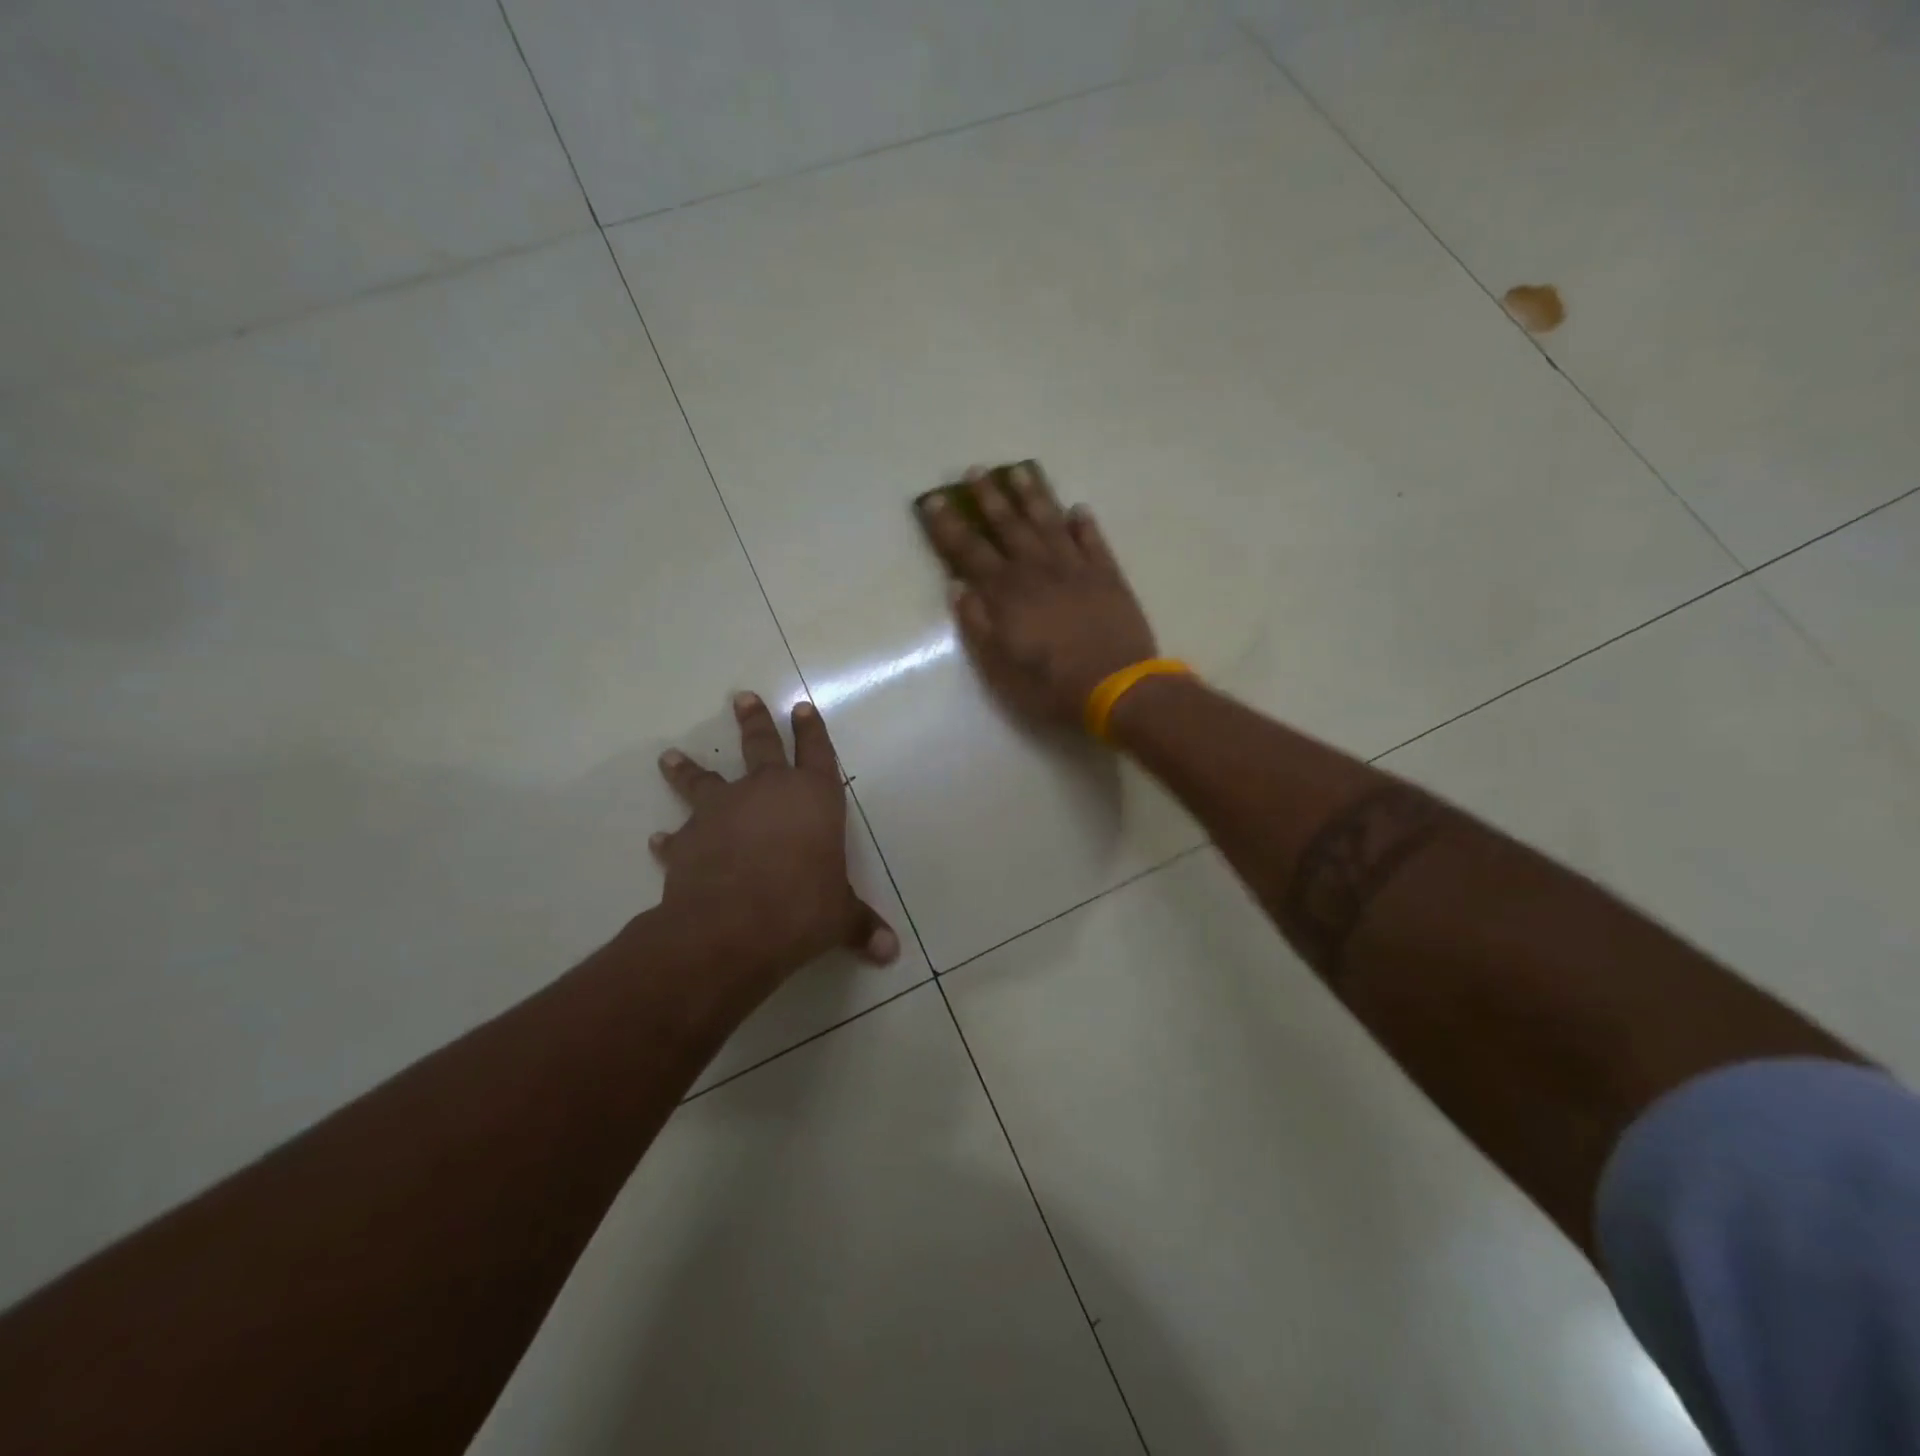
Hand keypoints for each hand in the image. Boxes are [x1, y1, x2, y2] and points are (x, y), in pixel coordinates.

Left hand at [651, 693, 898, 1000]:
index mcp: (813, 797)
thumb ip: (862, 926)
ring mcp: (723, 812)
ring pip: (704, 779)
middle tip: (741, 697)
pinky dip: (671, 838)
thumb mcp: (840, 917)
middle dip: (753, 721)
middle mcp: (766, 792)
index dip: (811, 730)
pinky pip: (678, 835)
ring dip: (688, 769)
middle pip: (760, 745)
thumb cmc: (802, 908)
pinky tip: (659, 840)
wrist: (733, 927)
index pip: (816, 752)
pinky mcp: (688, 841)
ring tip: (670, 756)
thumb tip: (891, 952)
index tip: (801, 707)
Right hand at [919, 461, 1157, 730]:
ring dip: (1033, 496)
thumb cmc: (1050, 684)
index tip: (933, 501)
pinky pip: (1093, 540)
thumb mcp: (999, 666)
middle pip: (1009, 525)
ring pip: (1050, 522)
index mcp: (1006, 592)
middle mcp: (1038, 569)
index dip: (949, 526)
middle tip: (976, 470)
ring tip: (1020, 471)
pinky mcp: (1107, 575)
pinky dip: (1085, 524)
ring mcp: (1075, 568)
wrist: (1115, 687)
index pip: (969, 551)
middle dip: (989, 497)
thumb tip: (957, 587)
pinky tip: (1078, 509)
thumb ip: (977, 624)